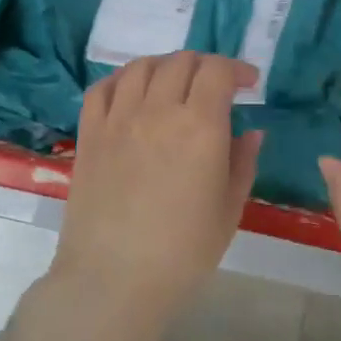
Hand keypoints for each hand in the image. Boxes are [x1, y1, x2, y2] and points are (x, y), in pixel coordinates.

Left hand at [56, 52, 262, 305]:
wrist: (114, 279)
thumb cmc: (183, 253)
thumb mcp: (229, 210)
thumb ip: (242, 163)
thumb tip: (251, 132)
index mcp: (199, 127)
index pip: (217, 71)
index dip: (237, 69)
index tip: (247, 83)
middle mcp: (157, 110)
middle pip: (181, 62)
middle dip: (205, 66)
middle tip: (215, 87)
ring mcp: (118, 119)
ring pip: (140, 67)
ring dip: (164, 66)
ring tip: (174, 84)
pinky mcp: (89, 134)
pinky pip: (102, 88)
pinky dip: (121, 79)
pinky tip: (131, 93)